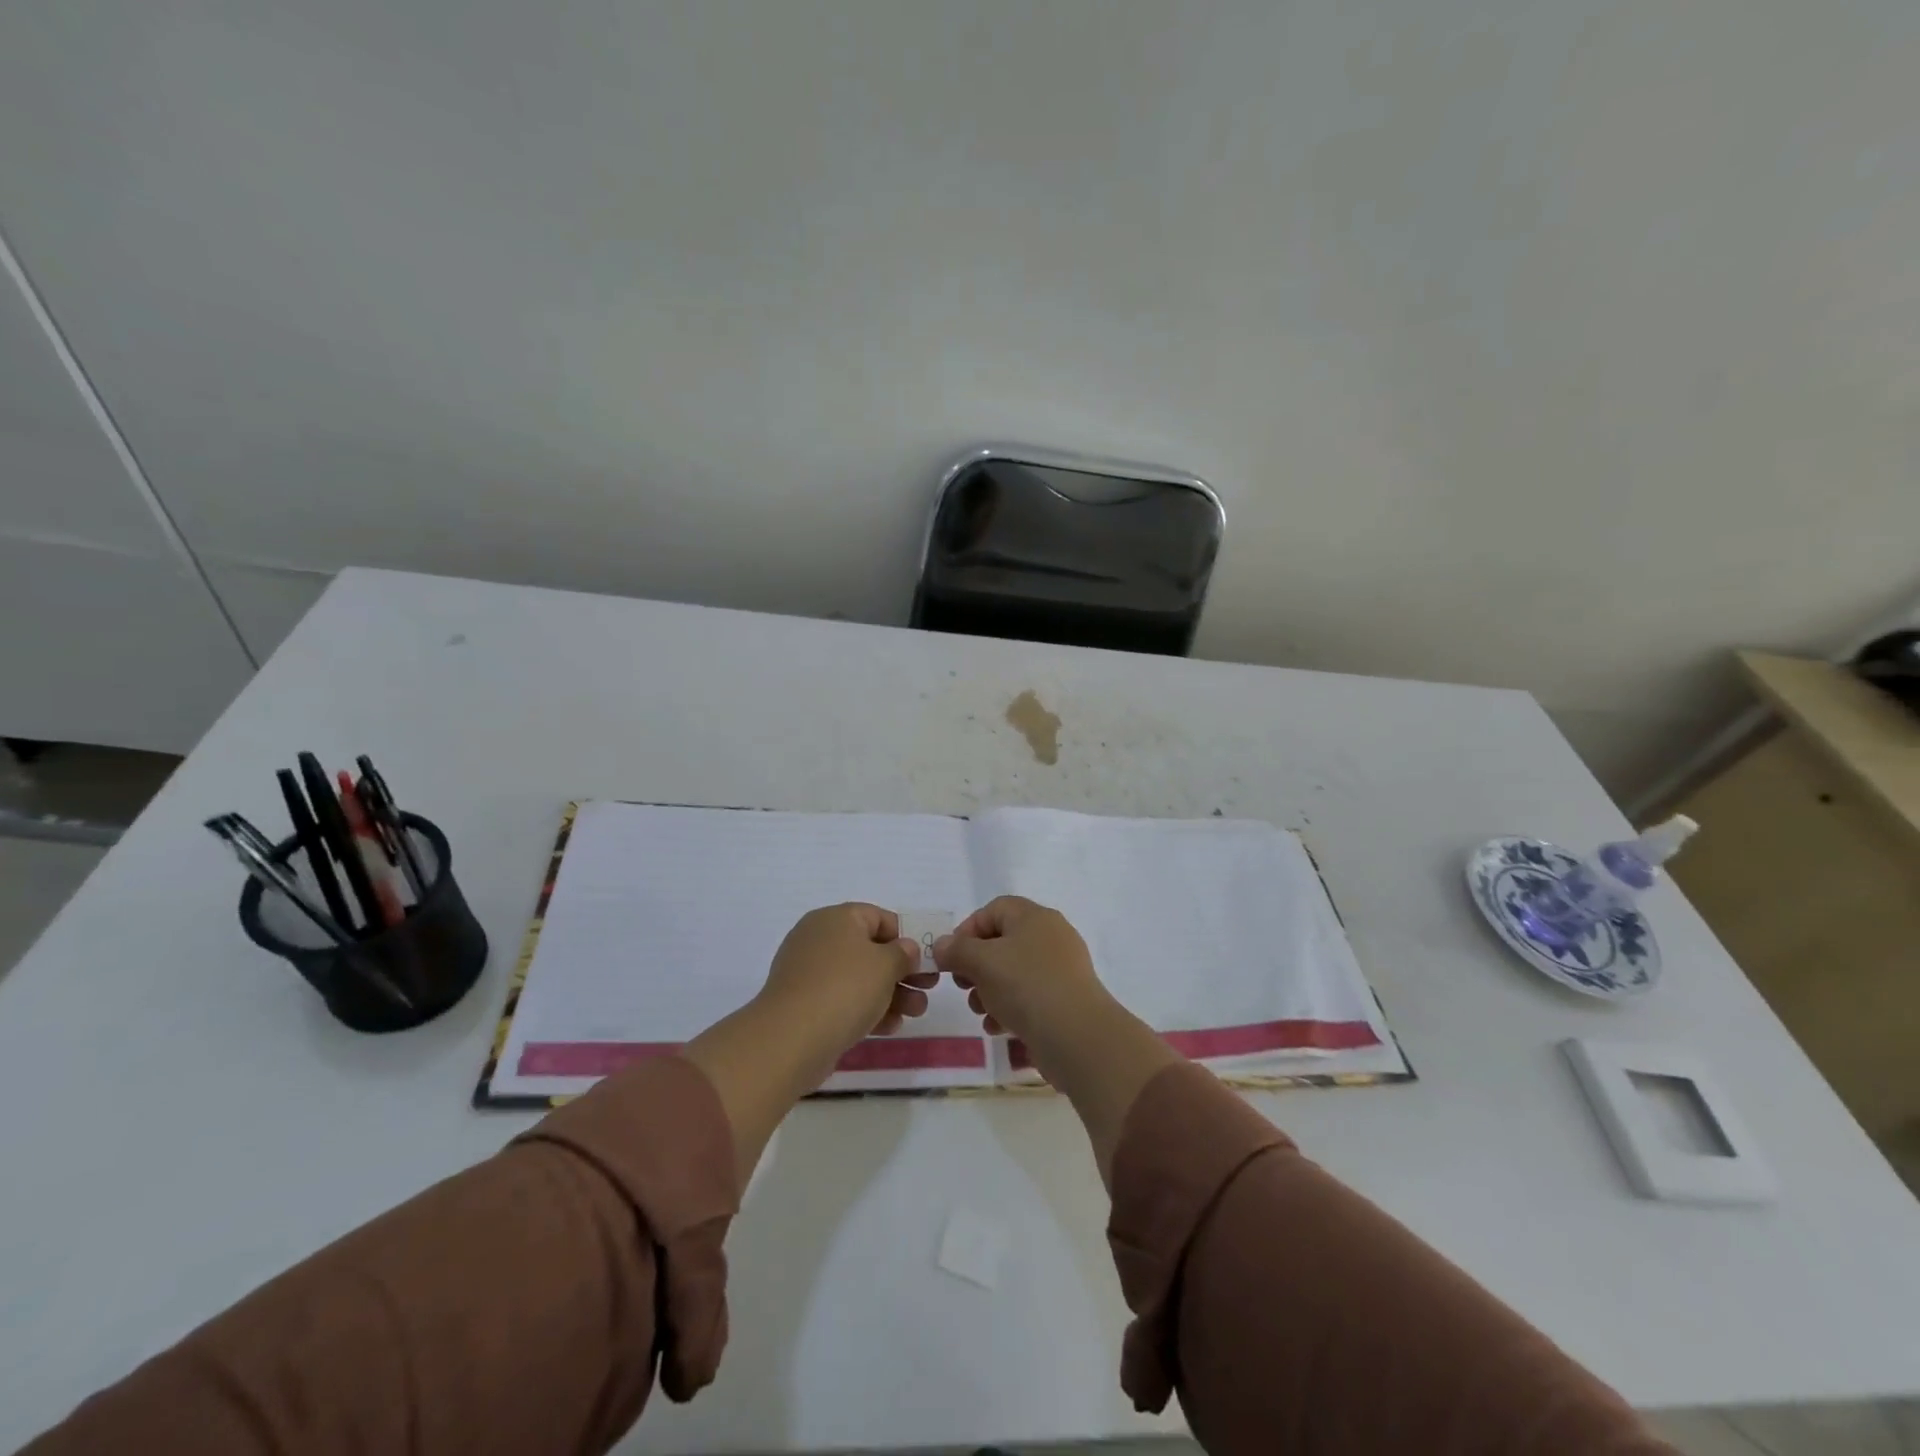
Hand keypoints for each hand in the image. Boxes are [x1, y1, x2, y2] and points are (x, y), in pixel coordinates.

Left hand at [685, 903, 939, 1189]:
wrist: (791, 1039)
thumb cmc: (845, 988)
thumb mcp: (885, 965)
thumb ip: (903, 953)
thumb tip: (905, 949)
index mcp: (836, 919)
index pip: (878, 917)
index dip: (906, 936)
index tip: (926, 959)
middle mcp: (819, 939)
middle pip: (870, 950)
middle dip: (902, 971)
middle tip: (927, 989)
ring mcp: (809, 973)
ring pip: (859, 978)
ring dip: (891, 994)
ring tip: (916, 1013)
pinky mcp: (805, 1005)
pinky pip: (843, 1000)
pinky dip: (868, 1010)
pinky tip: (891, 1027)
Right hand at [931, 896, 1111, 1047]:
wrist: (1077, 1036)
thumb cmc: (1025, 986)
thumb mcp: (982, 962)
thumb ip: (956, 950)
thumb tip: (942, 946)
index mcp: (1034, 917)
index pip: (994, 909)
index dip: (967, 930)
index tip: (951, 958)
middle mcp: (1051, 936)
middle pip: (1003, 942)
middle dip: (977, 965)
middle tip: (963, 986)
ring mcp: (1062, 969)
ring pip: (1015, 971)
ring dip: (990, 990)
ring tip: (980, 1011)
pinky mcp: (1066, 999)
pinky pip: (1031, 996)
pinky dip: (1011, 1008)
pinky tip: (998, 1027)